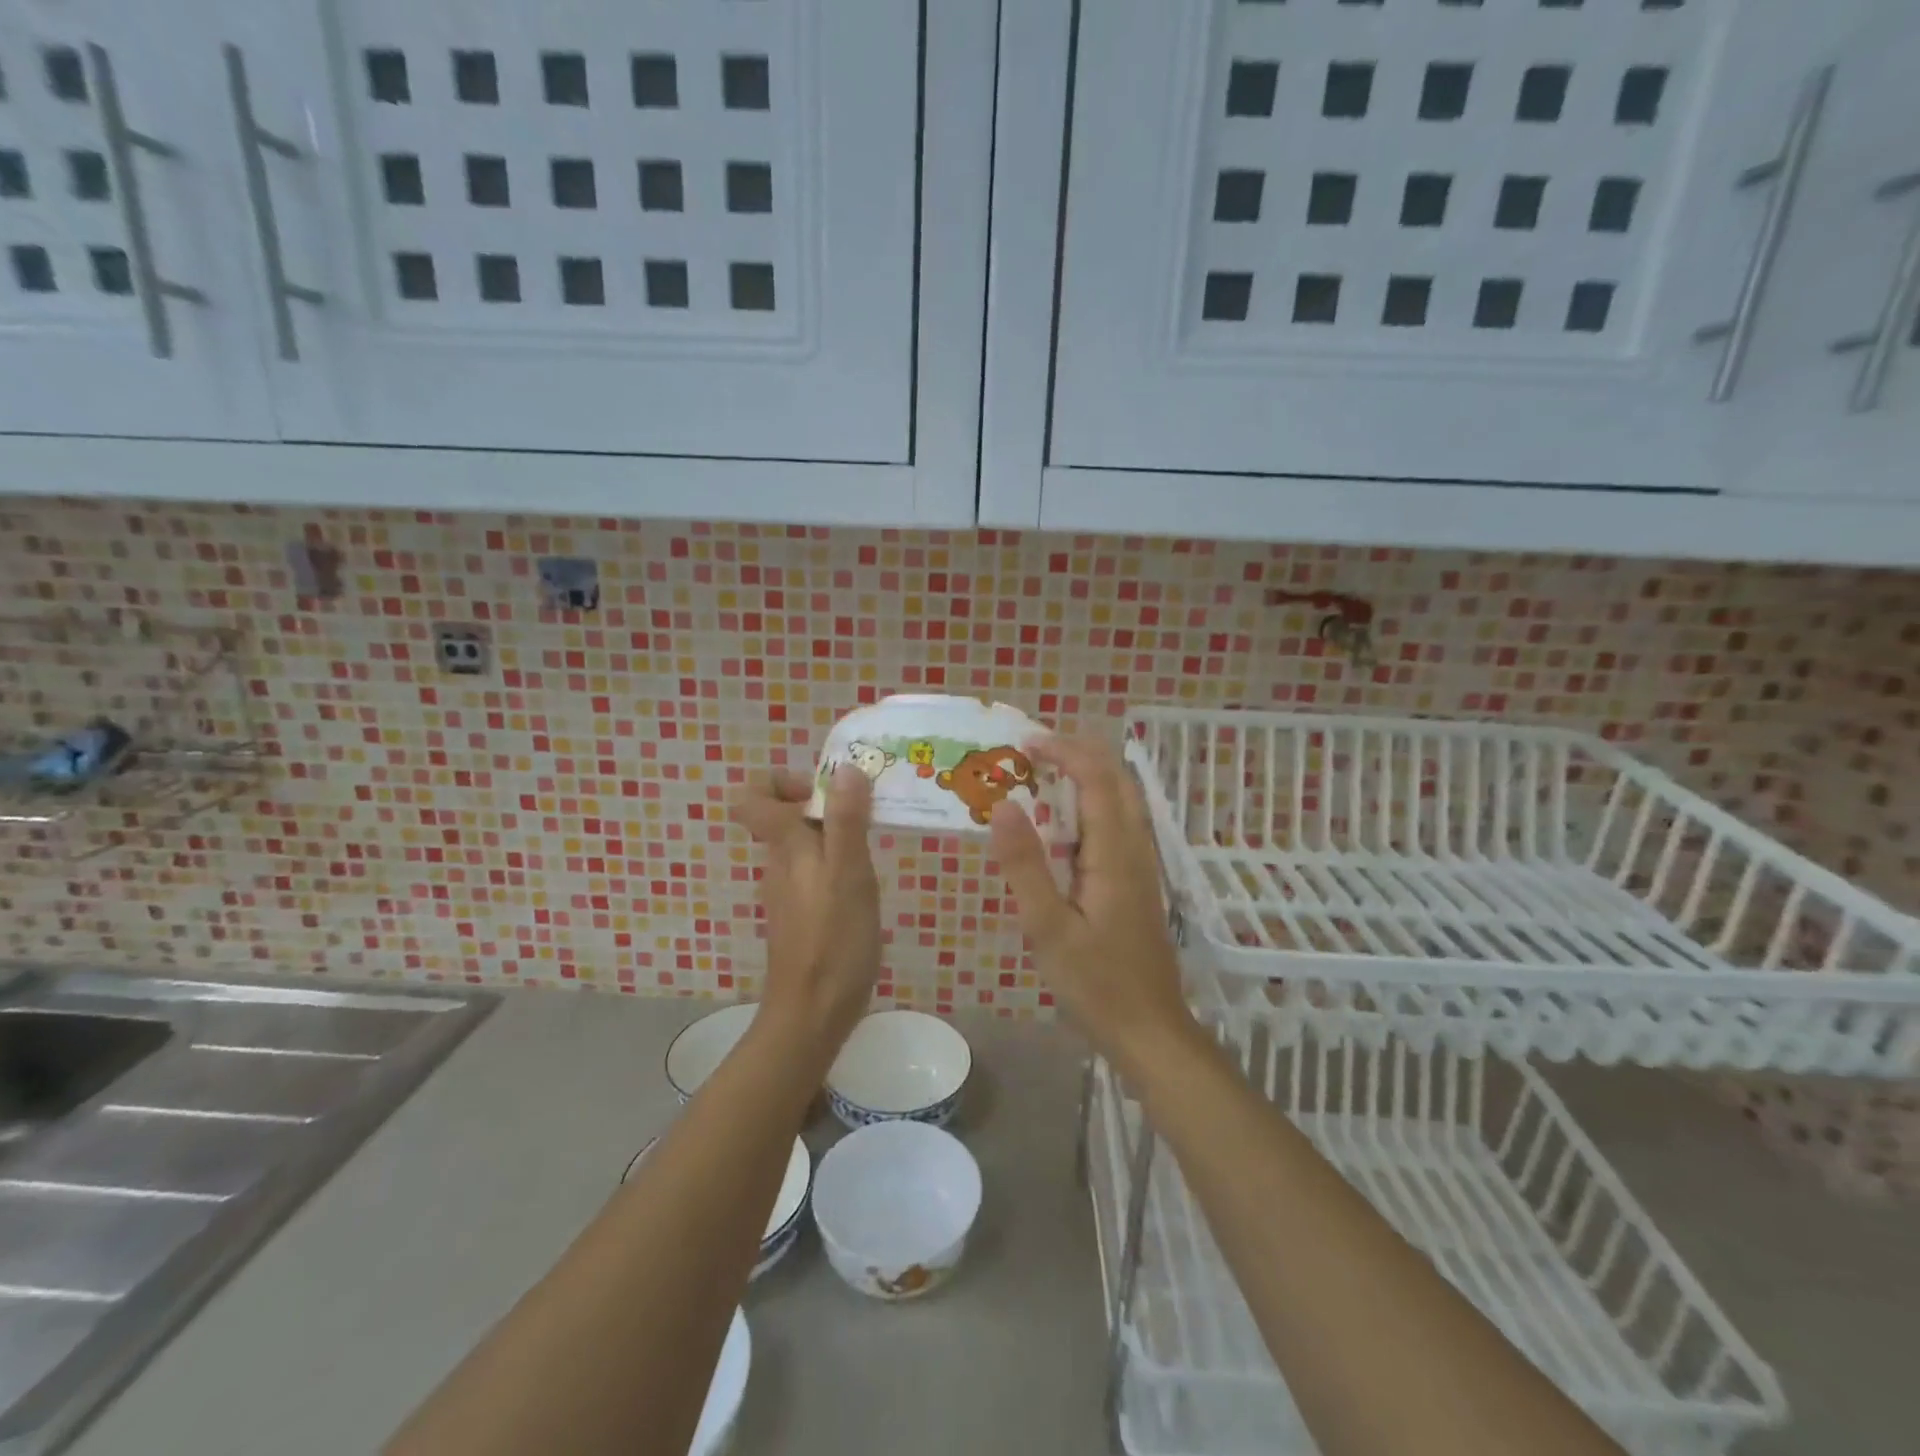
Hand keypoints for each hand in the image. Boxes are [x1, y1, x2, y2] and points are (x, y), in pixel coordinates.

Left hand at [731, 765, 881, 1052]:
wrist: (812, 1016)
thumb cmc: (833, 942)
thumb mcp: (849, 874)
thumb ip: (846, 821)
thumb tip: (845, 769)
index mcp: (785, 846)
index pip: (752, 796)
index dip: (782, 781)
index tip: (825, 791)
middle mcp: (779, 863)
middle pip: (787, 817)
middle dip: (827, 806)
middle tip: (869, 818)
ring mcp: (788, 892)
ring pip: (805, 845)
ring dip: (838, 838)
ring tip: (875, 852)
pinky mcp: (802, 916)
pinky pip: (815, 873)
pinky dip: (839, 867)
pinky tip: (866, 890)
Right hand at [989, 736, 1194, 1072]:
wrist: (1150, 1031)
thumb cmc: (1096, 984)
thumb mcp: (1048, 928)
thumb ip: (1025, 866)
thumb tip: (1002, 806)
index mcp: (1114, 854)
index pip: (1097, 779)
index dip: (1064, 751)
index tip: (1025, 743)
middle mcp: (1134, 849)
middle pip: (1117, 781)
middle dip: (1078, 754)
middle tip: (1032, 752)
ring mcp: (1141, 866)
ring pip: (1121, 802)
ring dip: (1086, 777)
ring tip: (1041, 777)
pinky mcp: (1137, 883)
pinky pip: (1116, 826)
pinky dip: (1090, 806)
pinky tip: (1061, 828)